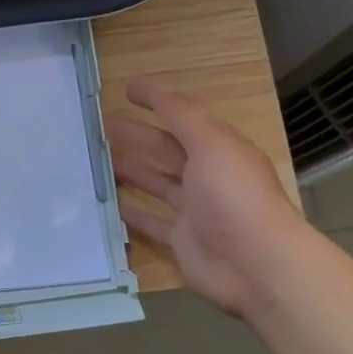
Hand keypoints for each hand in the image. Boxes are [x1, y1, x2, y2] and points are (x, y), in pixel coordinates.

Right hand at [106, 81, 308, 316]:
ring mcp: (194, 209)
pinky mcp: (181, 239)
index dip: (157, 102)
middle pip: (165, 149)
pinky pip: (151, 221)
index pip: (183, 117)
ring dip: (130, 170)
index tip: (126, 90)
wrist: (255, 263)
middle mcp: (207, 176)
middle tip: (100, 127)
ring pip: (156, 183)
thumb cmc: (233, 197)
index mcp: (218, 148)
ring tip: (98, 161)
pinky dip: (132, 212)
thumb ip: (182, 117)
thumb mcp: (212, 145)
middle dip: (136, 136)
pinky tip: (109, 204)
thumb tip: (151, 90)